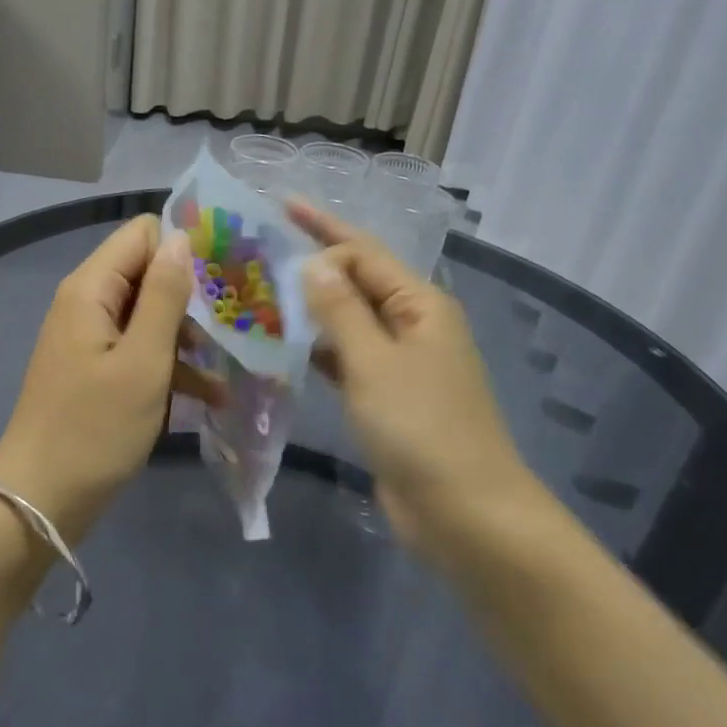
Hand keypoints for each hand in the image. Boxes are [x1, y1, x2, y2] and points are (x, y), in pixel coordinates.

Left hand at [0, 215, 209, 542]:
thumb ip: (165, 296)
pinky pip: (138, 350)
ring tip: (227, 366)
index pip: (142, 234)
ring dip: (186, 336)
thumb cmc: (94, 429)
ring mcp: (90, 338)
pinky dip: (169, 365)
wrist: (39, 501)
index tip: (225, 276)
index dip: (183, 247)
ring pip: (148, 314)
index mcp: (91, 288)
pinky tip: (208, 395)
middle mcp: (87, 302)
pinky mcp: (96, 370)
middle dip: (191, 295)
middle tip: (235, 323)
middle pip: (147, 273)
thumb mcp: (142, 361)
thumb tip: (182, 238)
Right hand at [291, 202, 541, 568]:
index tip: (278, 212)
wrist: (465, 514)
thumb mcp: (375, 362)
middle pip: (358, 281)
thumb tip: (313, 263)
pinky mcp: (388, 398)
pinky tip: (287, 345)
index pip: (365, 252)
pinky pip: (349, 358)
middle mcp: (414, 325)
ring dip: (313, 307)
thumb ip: (341, 310)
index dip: (322, 228)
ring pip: (351, 321)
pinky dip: (320, 349)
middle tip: (261, 250)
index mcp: (420, 304)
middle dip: (314, 265)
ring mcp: (401, 363)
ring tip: (263, 292)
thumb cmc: (422, 428)